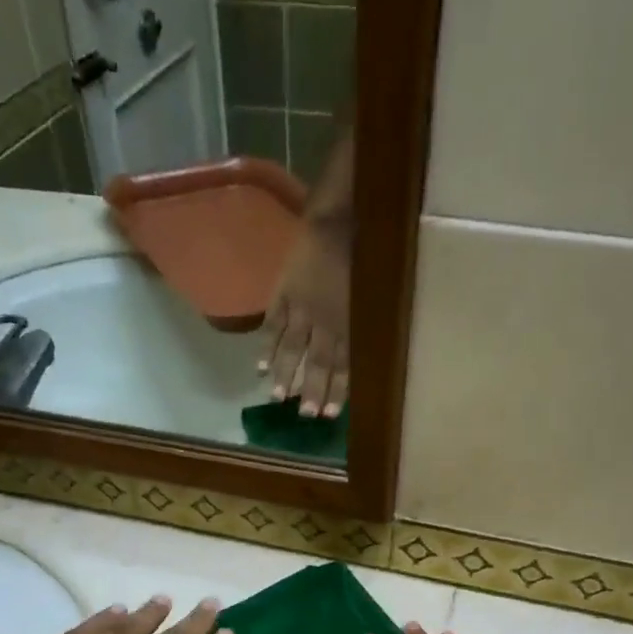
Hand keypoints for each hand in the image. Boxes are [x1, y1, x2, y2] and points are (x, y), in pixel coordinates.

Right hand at [259, 222, 349, 418]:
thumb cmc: (362, 253)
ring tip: (277, 397)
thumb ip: (364, 324)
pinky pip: (273, 324)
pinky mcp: (282, 293)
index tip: (330, 415)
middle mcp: (324, 320)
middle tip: (305, 415)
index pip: (343, 364)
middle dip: (311, 390)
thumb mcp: (372, 293)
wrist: (337, 217)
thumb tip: (364, 356)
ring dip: (285, 374)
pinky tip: (260, 368)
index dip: (337, 390)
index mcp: (348, 322)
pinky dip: (266, 347)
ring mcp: (300, 308)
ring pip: (292, 348)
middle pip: (317, 361)